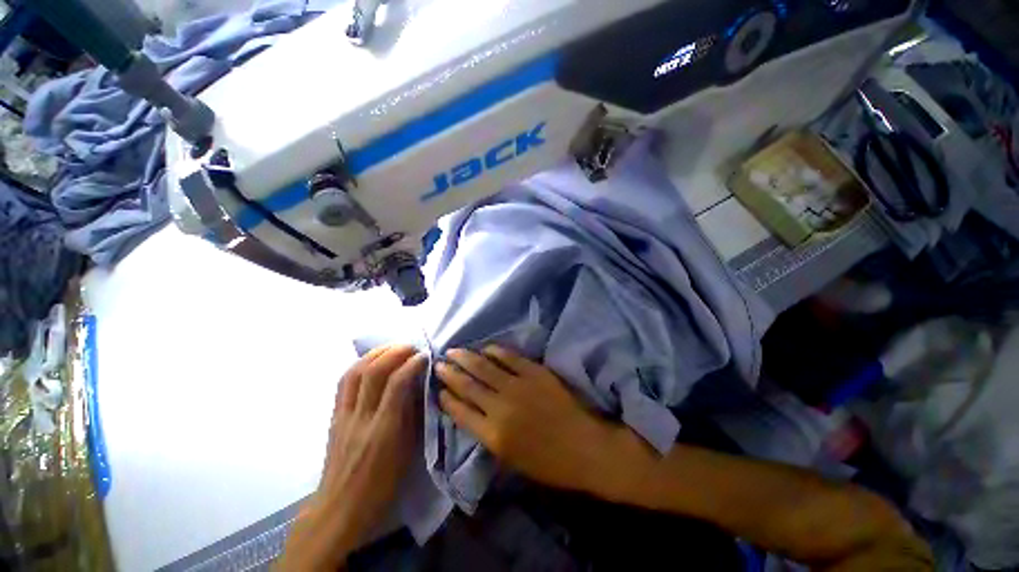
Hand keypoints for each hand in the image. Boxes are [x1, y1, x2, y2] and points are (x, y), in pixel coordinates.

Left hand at [279, 345, 426, 570]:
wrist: (340, 508)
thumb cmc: (382, 484)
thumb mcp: (407, 451)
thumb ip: (413, 415)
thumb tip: (420, 386)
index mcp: (384, 430)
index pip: (397, 384)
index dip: (412, 363)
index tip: (425, 355)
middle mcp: (361, 418)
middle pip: (373, 372)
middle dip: (395, 352)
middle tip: (411, 347)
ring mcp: (343, 416)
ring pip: (355, 372)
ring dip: (376, 353)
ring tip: (393, 348)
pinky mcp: (334, 416)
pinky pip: (344, 382)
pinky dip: (360, 365)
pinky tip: (372, 361)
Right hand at [436, 346, 620, 494]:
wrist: (584, 446)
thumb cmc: (548, 462)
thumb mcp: (511, 459)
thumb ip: (487, 435)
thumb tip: (471, 414)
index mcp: (493, 435)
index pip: (460, 411)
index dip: (447, 398)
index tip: (439, 389)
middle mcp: (500, 407)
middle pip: (468, 385)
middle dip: (450, 373)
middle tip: (439, 363)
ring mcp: (518, 386)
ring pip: (484, 367)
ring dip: (466, 357)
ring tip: (453, 351)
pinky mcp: (534, 372)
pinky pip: (510, 357)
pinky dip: (495, 351)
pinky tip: (486, 348)